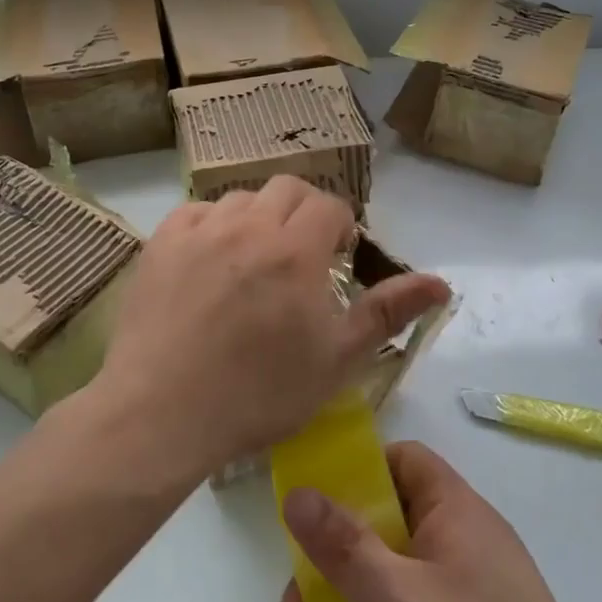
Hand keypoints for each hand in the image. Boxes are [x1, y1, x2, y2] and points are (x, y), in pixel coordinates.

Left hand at [96, 178, 450, 473]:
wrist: (162, 413)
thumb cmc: (259, 394)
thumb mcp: (337, 360)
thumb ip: (388, 312)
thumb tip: (440, 282)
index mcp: (296, 250)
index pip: (329, 205)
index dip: (340, 227)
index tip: (336, 257)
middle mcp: (249, 225)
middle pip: (287, 188)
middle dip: (303, 212)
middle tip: (301, 255)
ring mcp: (199, 231)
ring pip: (240, 198)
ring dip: (258, 218)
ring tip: (254, 260)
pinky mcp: (160, 244)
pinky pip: (195, 213)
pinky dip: (212, 226)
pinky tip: (210, 261)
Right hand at [278, 442, 601, 601]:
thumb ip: (345, 547)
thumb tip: (297, 491)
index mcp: (455, 511)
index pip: (403, 460)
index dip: (357, 470)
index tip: (313, 501)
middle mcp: (460, 541)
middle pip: (384, 523)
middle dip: (331, 557)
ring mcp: (462, 592)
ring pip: (387, 574)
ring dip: (340, 601)